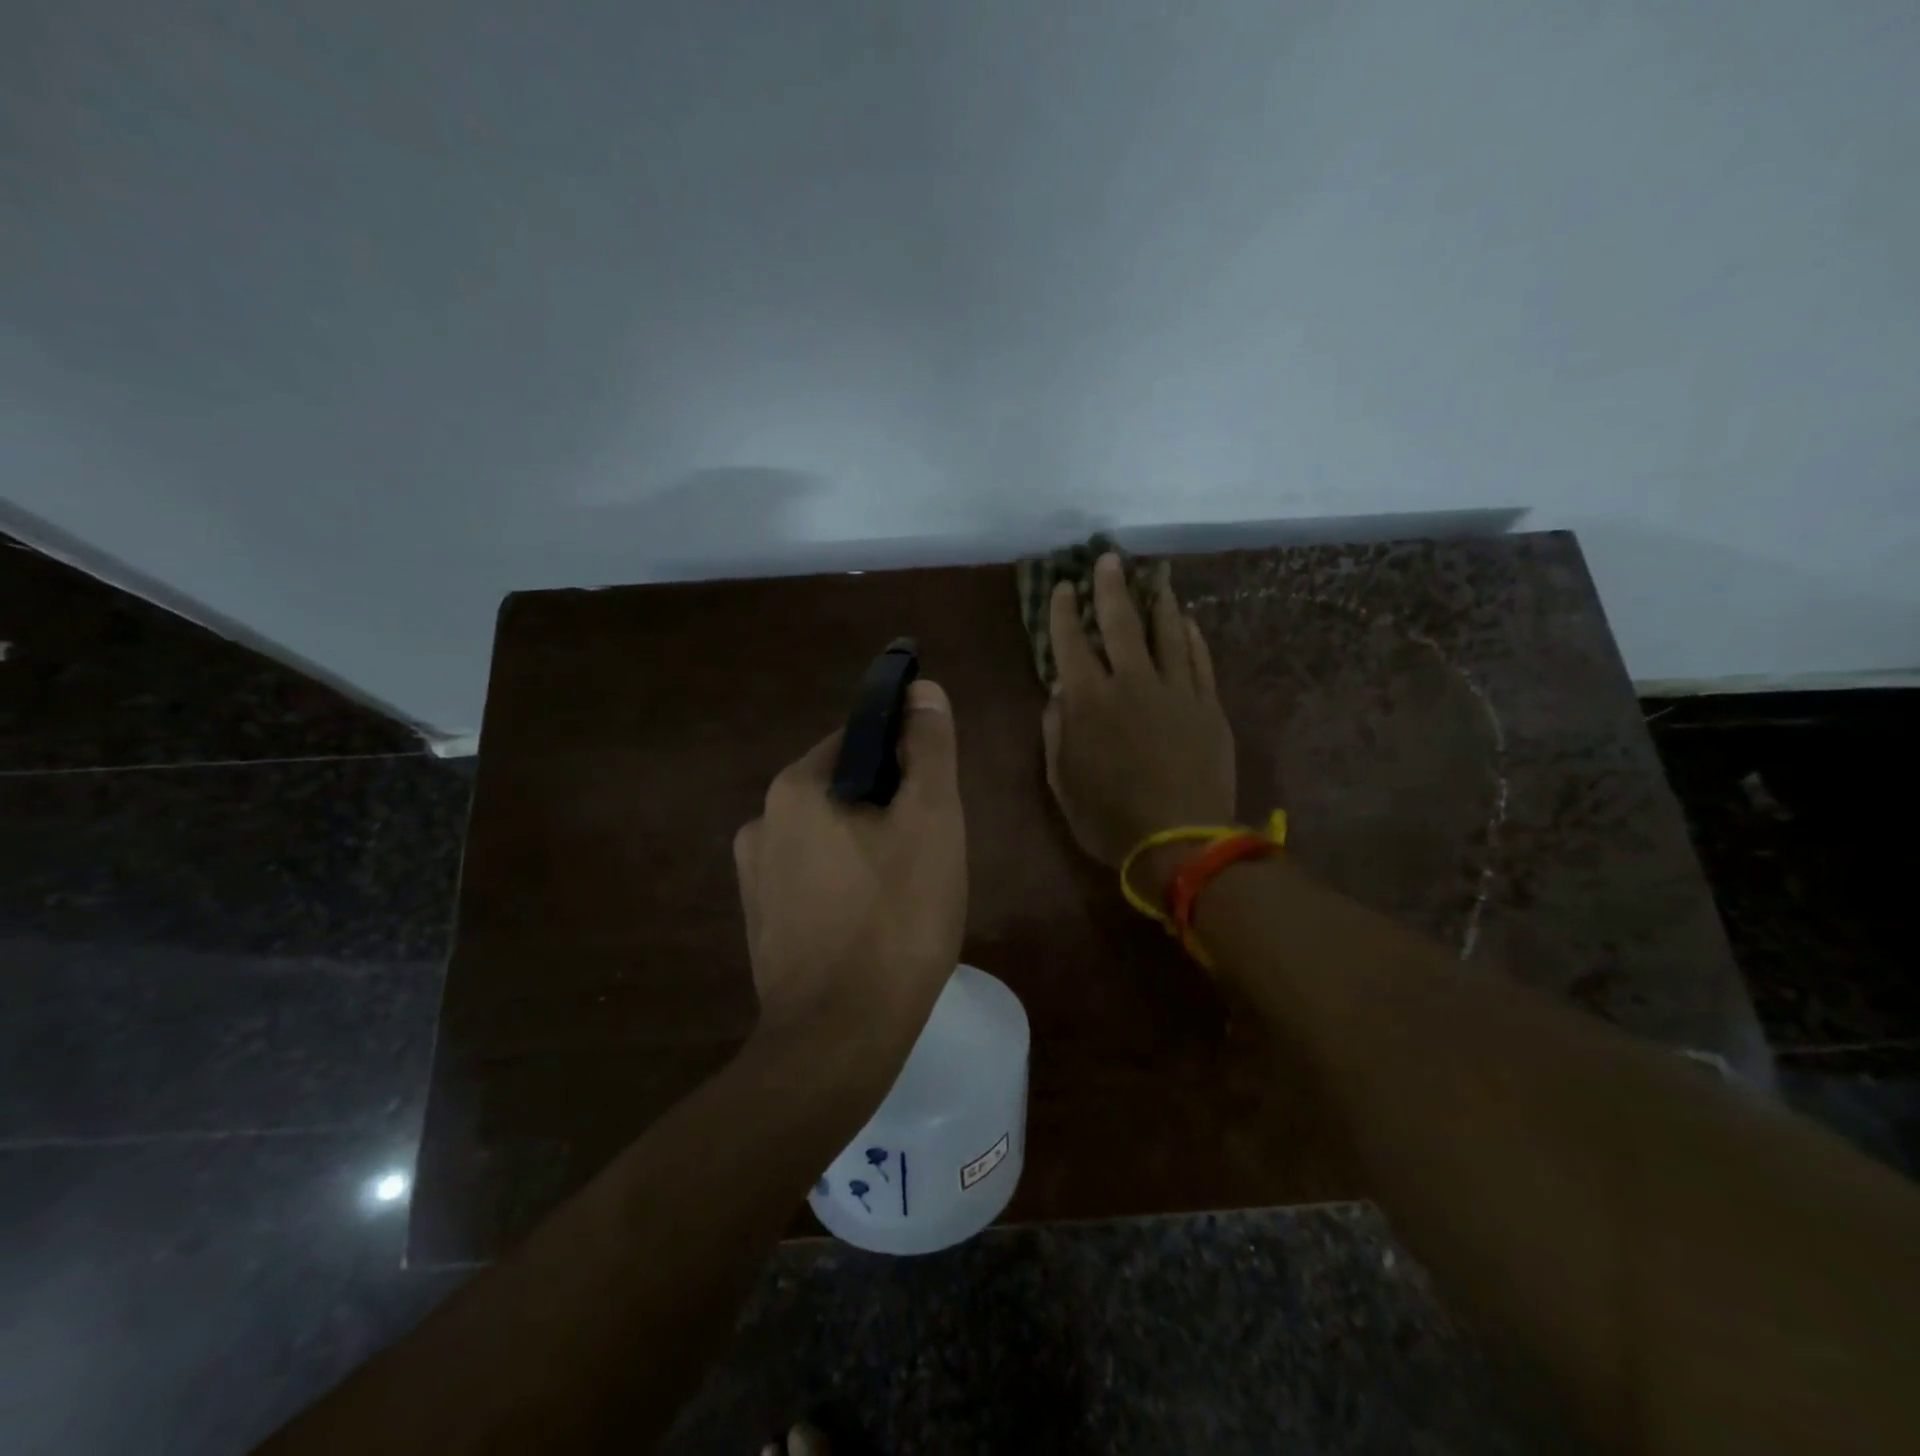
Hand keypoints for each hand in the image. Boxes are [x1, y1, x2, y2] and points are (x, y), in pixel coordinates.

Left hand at [734, 680, 967, 1057]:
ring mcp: (755, 879)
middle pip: (844, 791)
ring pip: (830, 839)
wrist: (840, 1040)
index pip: (859, 742)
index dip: (905, 760)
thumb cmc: (896, 920)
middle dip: (889, 810)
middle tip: (930, 853)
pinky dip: (847, 886)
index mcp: (796, 789)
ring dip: (869, 849)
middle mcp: (762, 823)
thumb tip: (922, 691)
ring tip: (908, 893)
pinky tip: (874, 924)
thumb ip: (928, 749)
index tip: (935, 799)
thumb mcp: (931, 822)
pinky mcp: (762, 924)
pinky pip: (814, 881)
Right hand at [1042, 554, 1235, 869]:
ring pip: (1166, 633)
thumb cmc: (1109, 818)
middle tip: (1109, 560)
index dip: (1064, 612)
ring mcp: (1176, 691)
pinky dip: (1192, 636)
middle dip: (1111, 587)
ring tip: (1154, 579)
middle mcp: (1132, 683)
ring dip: (1157, 602)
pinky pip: (1199, 660)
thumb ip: (1056, 730)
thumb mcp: (1062, 780)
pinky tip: (1186, 621)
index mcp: (1089, 701)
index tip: (1063, 587)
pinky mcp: (1208, 706)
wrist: (1181, 841)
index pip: (1071, 643)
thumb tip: (1059, 692)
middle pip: (1121, 623)